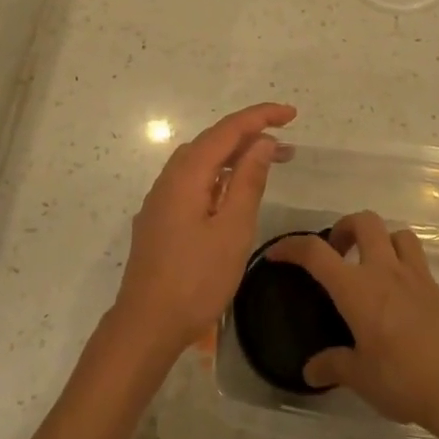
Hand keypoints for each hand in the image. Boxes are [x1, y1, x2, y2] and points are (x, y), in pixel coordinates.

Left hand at [112, 102, 296, 363]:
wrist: (146, 325)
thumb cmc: (195, 279)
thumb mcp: (232, 229)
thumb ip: (248, 181)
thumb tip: (262, 142)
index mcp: (187, 174)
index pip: (227, 130)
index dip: (260, 117)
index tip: (291, 114)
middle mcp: (169, 178)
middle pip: (212, 142)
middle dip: (250, 136)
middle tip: (287, 148)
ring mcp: (161, 199)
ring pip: (201, 162)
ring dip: (234, 157)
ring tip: (266, 164)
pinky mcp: (160, 218)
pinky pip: (192, 182)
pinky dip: (218, 176)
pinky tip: (232, 193)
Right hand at [263, 211, 438, 437]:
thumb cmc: (406, 380)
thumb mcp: (362, 378)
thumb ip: (334, 366)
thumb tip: (310, 370)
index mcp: (357, 288)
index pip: (316, 253)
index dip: (292, 247)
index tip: (277, 254)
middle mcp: (385, 271)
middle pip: (364, 222)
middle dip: (344, 227)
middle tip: (336, 251)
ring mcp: (416, 277)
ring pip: (397, 233)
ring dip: (379, 239)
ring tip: (371, 265)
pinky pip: (417, 259)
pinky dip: (402, 263)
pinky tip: (398, 297)